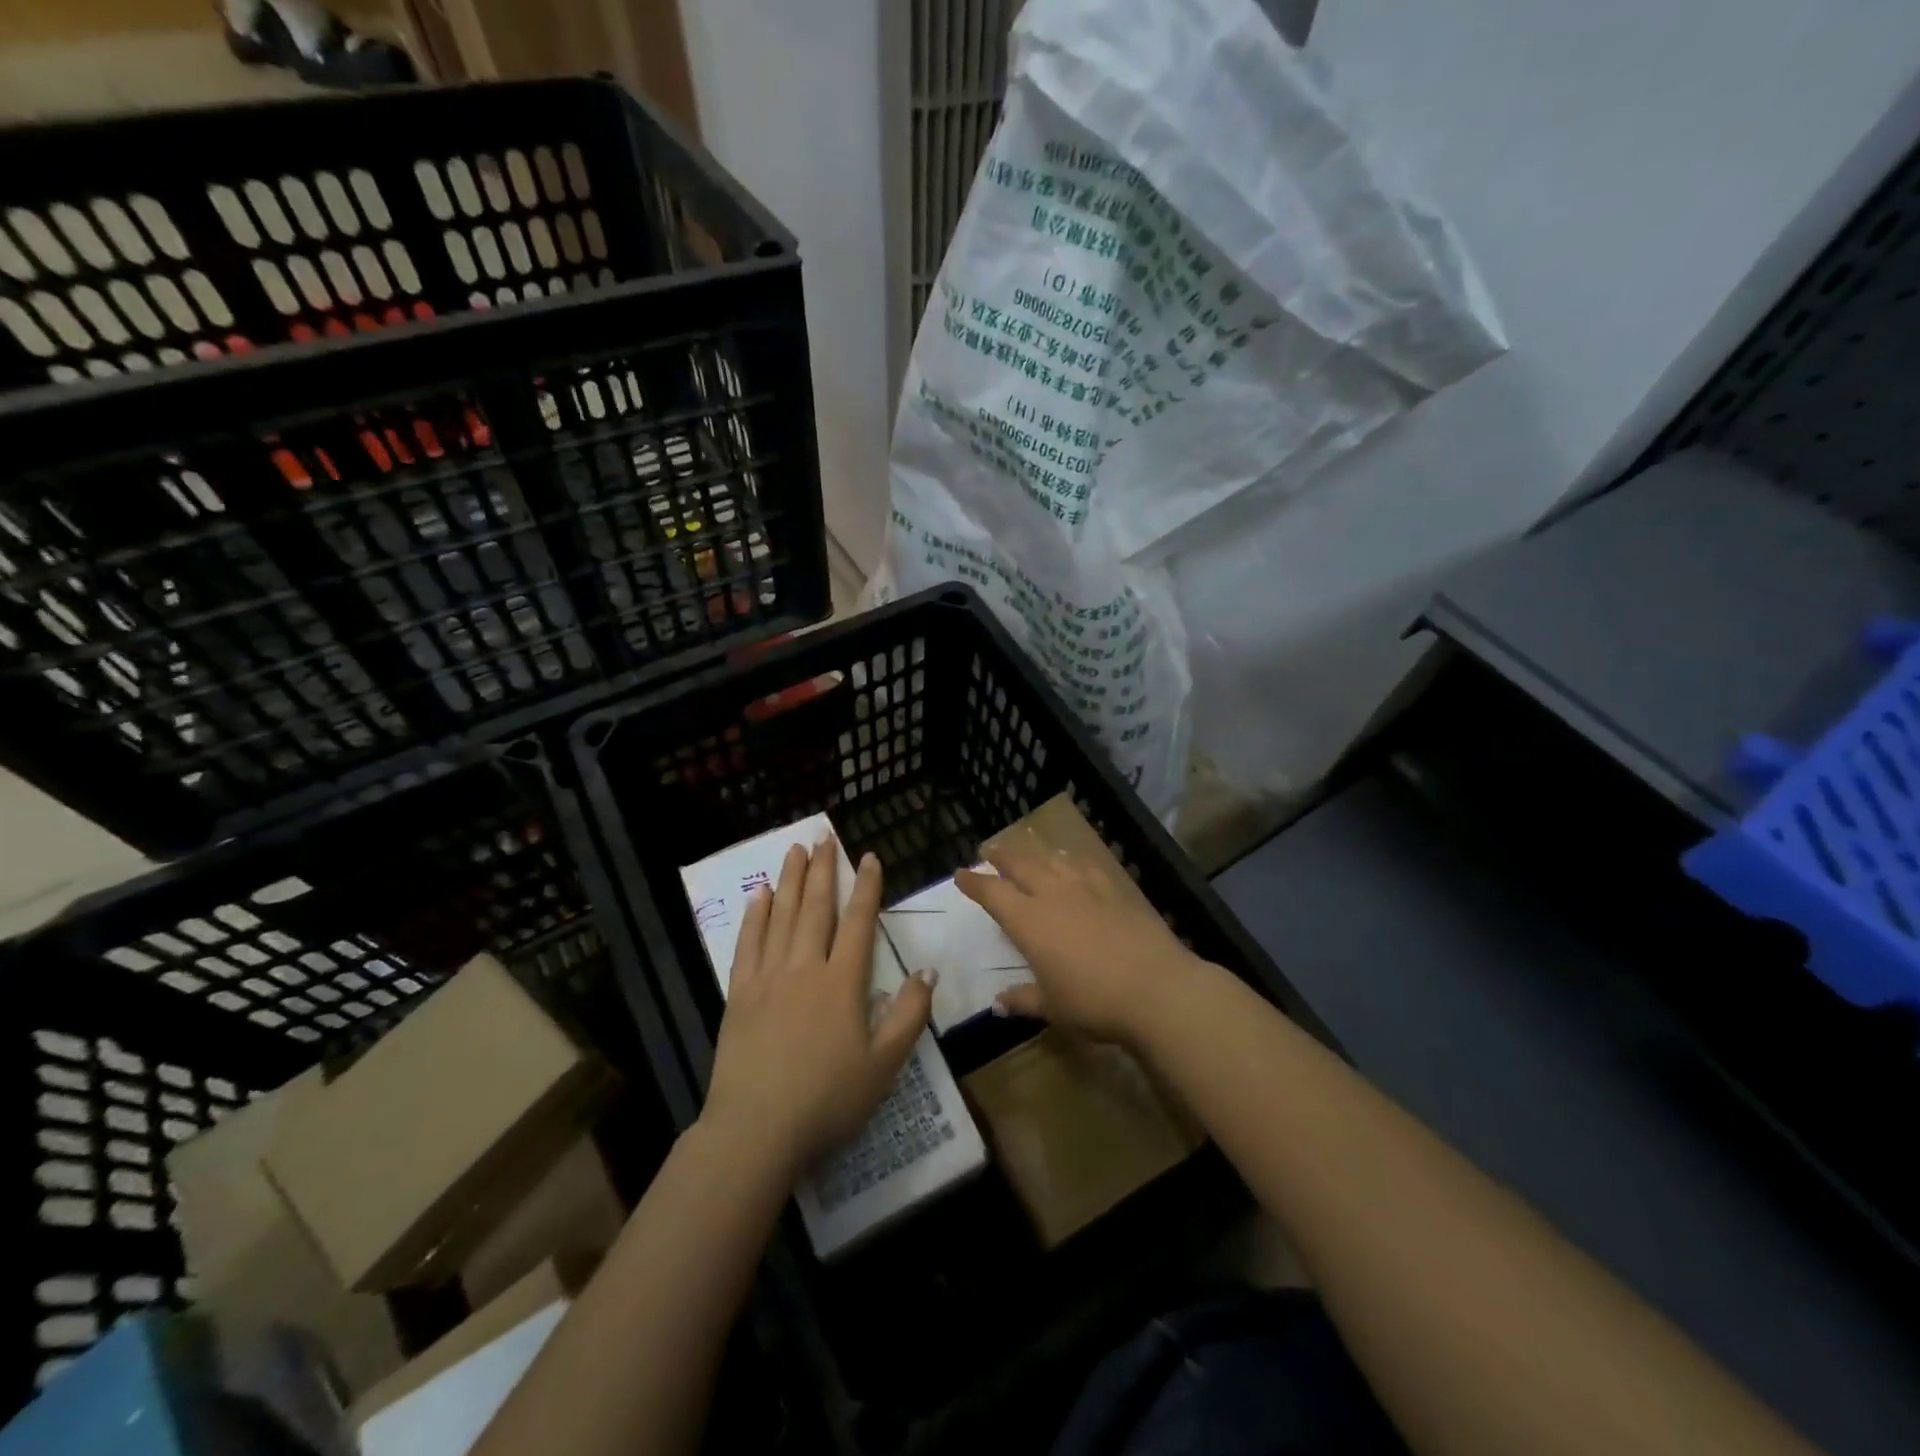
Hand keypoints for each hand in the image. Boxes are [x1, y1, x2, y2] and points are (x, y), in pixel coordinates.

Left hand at [703, 838, 933, 1178]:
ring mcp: (768, 978)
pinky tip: (760, 894)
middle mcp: (805, 968)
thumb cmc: (828, 1100)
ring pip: (782, 916)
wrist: (757, 1130)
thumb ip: (909, 1015)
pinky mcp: (739, 994)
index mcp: (843, 982)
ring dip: (791, 880)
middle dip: (823, 870)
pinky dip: (756, 915)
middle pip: (816, 908)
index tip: (868, 856)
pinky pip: (748, 943)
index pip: (858, 922)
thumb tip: (927, 970)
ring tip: (795, 850)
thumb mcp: (884, 1065)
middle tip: (823, 836)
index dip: (866, 888)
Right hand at [956, 832, 1208, 1043]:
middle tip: (988, 849)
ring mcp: (1086, 888)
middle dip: (1001, 855)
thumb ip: (1023, 999)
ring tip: (1028, 848)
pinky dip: (1070, 860)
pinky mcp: (1115, 888)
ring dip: (1035, 852)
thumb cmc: (1094, 1002)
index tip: (960, 873)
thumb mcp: (1053, 1007)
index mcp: (1029, 921)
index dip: (974, 882)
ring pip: (1052, 859)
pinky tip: (1072, 862)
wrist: (1156, 988)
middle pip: (1020, 864)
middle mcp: (1052, 895)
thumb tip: (999, 1003)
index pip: (993, 893)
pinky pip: (1084, 865)